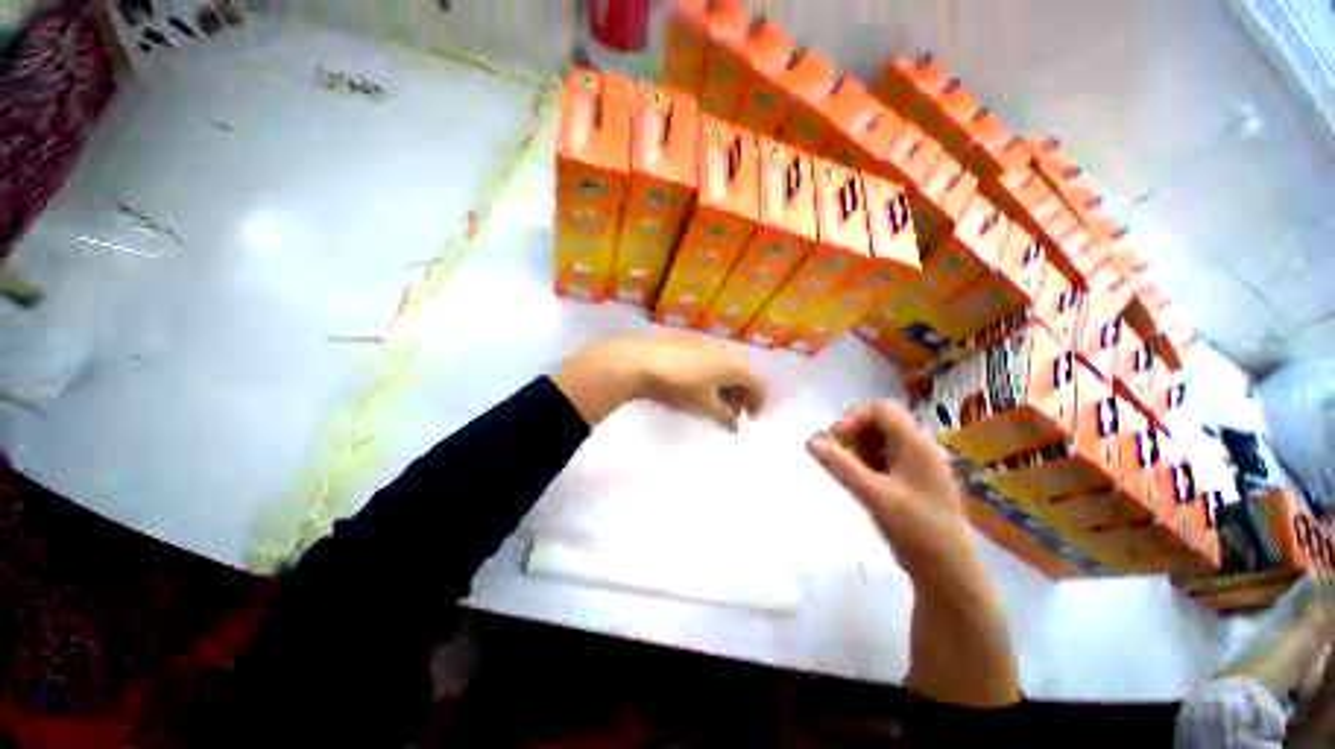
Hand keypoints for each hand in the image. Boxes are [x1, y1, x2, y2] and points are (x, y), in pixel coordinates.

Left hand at [553, 334, 767, 429]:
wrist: (639, 362)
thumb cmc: (678, 386)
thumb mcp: (704, 406)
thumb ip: (724, 416)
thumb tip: (735, 426)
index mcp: (734, 365)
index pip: (758, 383)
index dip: (760, 402)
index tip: (754, 420)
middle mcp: (724, 351)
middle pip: (743, 374)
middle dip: (744, 395)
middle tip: (737, 414)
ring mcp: (706, 345)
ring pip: (726, 368)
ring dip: (728, 387)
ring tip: (719, 405)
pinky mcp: (689, 344)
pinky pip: (711, 363)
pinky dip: (714, 378)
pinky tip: (701, 390)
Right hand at [809, 401, 1020, 707]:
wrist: (948, 572)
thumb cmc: (915, 529)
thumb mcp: (873, 495)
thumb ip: (840, 465)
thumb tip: (810, 441)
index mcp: (917, 445)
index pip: (881, 409)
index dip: (853, 418)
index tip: (835, 439)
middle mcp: (920, 448)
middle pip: (880, 422)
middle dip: (853, 434)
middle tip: (837, 456)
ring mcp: (918, 465)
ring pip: (881, 441)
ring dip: (859, 449)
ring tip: (849, 472)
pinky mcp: (914, 481)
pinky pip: (885, 459)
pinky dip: (868, 463)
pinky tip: (861, 482)